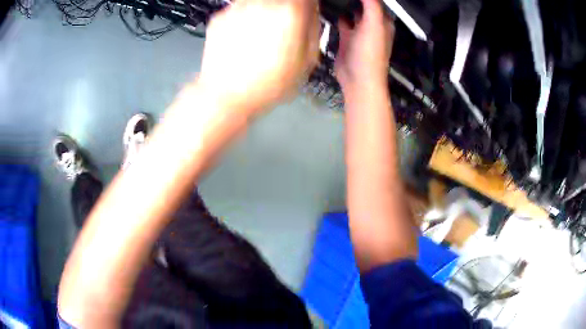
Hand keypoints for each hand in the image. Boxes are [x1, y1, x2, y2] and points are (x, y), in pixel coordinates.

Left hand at [198, 0, 319, 113]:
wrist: (226, 95)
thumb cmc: (266, 84)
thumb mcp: (306, 61)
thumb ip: (313, 29)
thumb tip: (311, 13)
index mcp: (290, 13)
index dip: (307, 5)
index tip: (305, 12)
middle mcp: (264, 3)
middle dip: (286, 8)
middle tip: (284, 25)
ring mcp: (239, 7)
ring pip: (260, 1)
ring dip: (265, 10)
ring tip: (263, 33)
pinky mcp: (221, 16)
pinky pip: (240, 8)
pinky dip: (245, 17)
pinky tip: (245, 37)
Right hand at [335, 0, 393, 93]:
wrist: (357, 79)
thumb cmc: (370, 53)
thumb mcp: (374, 25)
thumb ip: (372, 5)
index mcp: (383, 22)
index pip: (376, 2)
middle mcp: (372, 25)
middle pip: (365, 5)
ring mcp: (359, 31)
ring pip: (353, 11)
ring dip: (346, 4)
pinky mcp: (346, 37)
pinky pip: (342, 21)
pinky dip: (337, 15)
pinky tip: (330, 8)